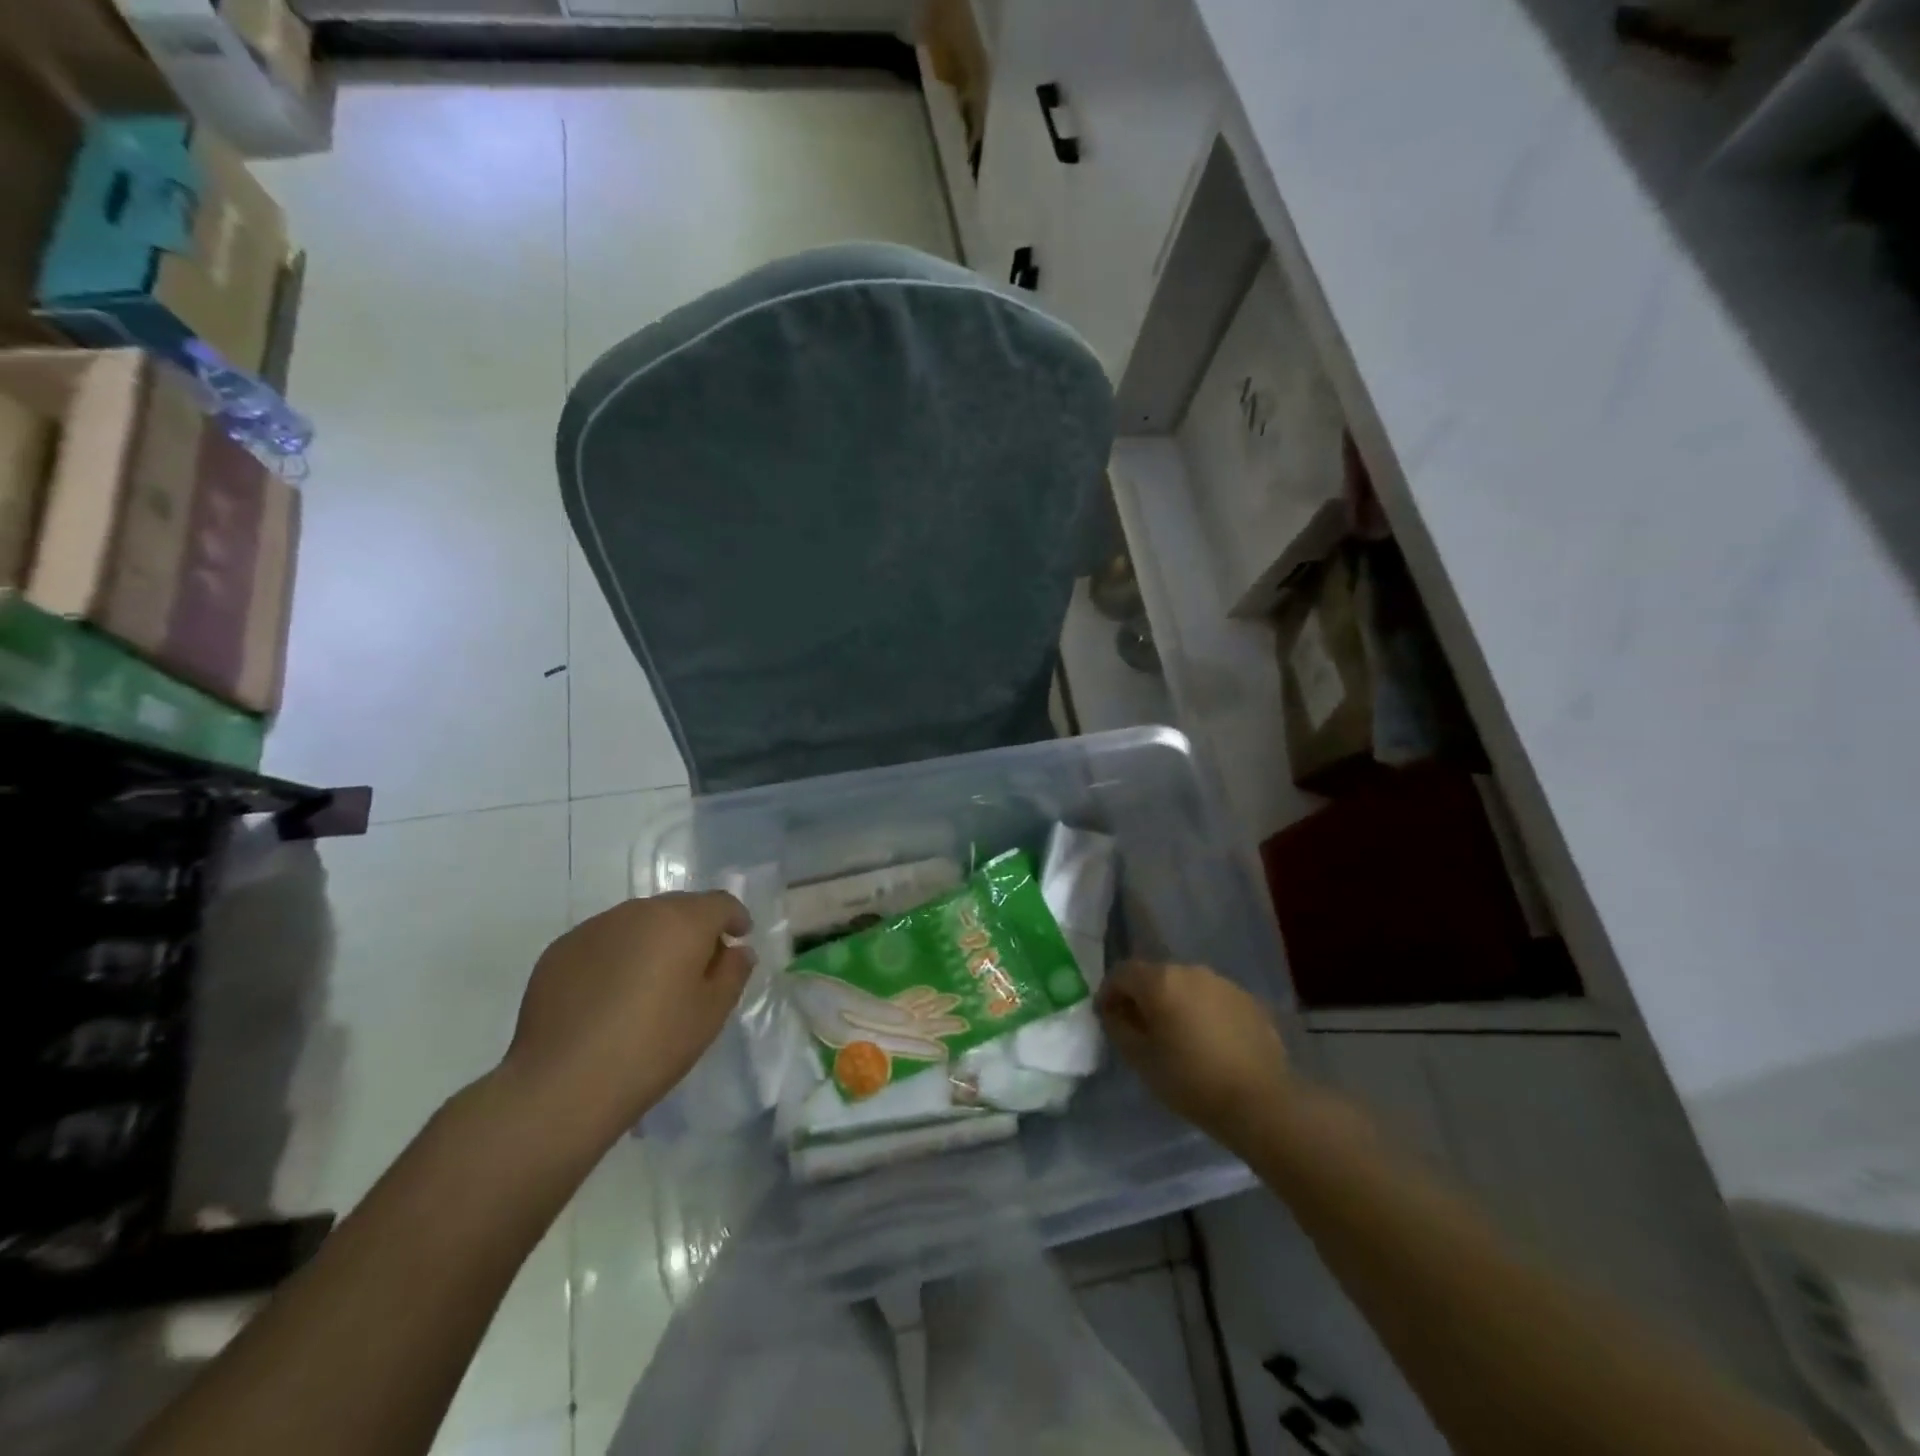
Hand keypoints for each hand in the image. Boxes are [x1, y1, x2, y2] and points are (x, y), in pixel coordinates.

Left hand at [499, 892, 752, 1147]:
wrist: (562, 1085)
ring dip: (652, 941)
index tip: (739, 939)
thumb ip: (733, 972)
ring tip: (649, 983)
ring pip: (637, 923)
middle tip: (697, 967)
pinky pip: (602, 942)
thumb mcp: (711, 1014)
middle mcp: (638, 911)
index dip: (735, 919)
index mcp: (682, 921)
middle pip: (678, 908)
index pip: (720, 903)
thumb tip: (736, 950)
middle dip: (693, 929)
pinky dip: (615, 957)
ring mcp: (594, 928)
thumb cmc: (653, 1046)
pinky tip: (609, 997)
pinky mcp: (559, 950)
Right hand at [1098, 961, 1293, 1153]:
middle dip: (1142, 997)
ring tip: (1176, 1036)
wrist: (1261, 1102)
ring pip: (1186, 985)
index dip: (1109, 993)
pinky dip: (1201, 1012)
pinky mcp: (1248, 1000)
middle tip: (1140, 1029)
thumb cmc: (1192, 1081)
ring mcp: (1223, 983)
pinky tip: (1207, 1042)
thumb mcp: (1141, 1060)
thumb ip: (1119, 1027)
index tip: (1107, 1017)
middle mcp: (1191, 971)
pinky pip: (1212, 998)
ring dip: (1174, 1003)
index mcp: (1161, 981)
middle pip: (1155, 976)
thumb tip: (1114, 1011)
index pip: (1122, 973)